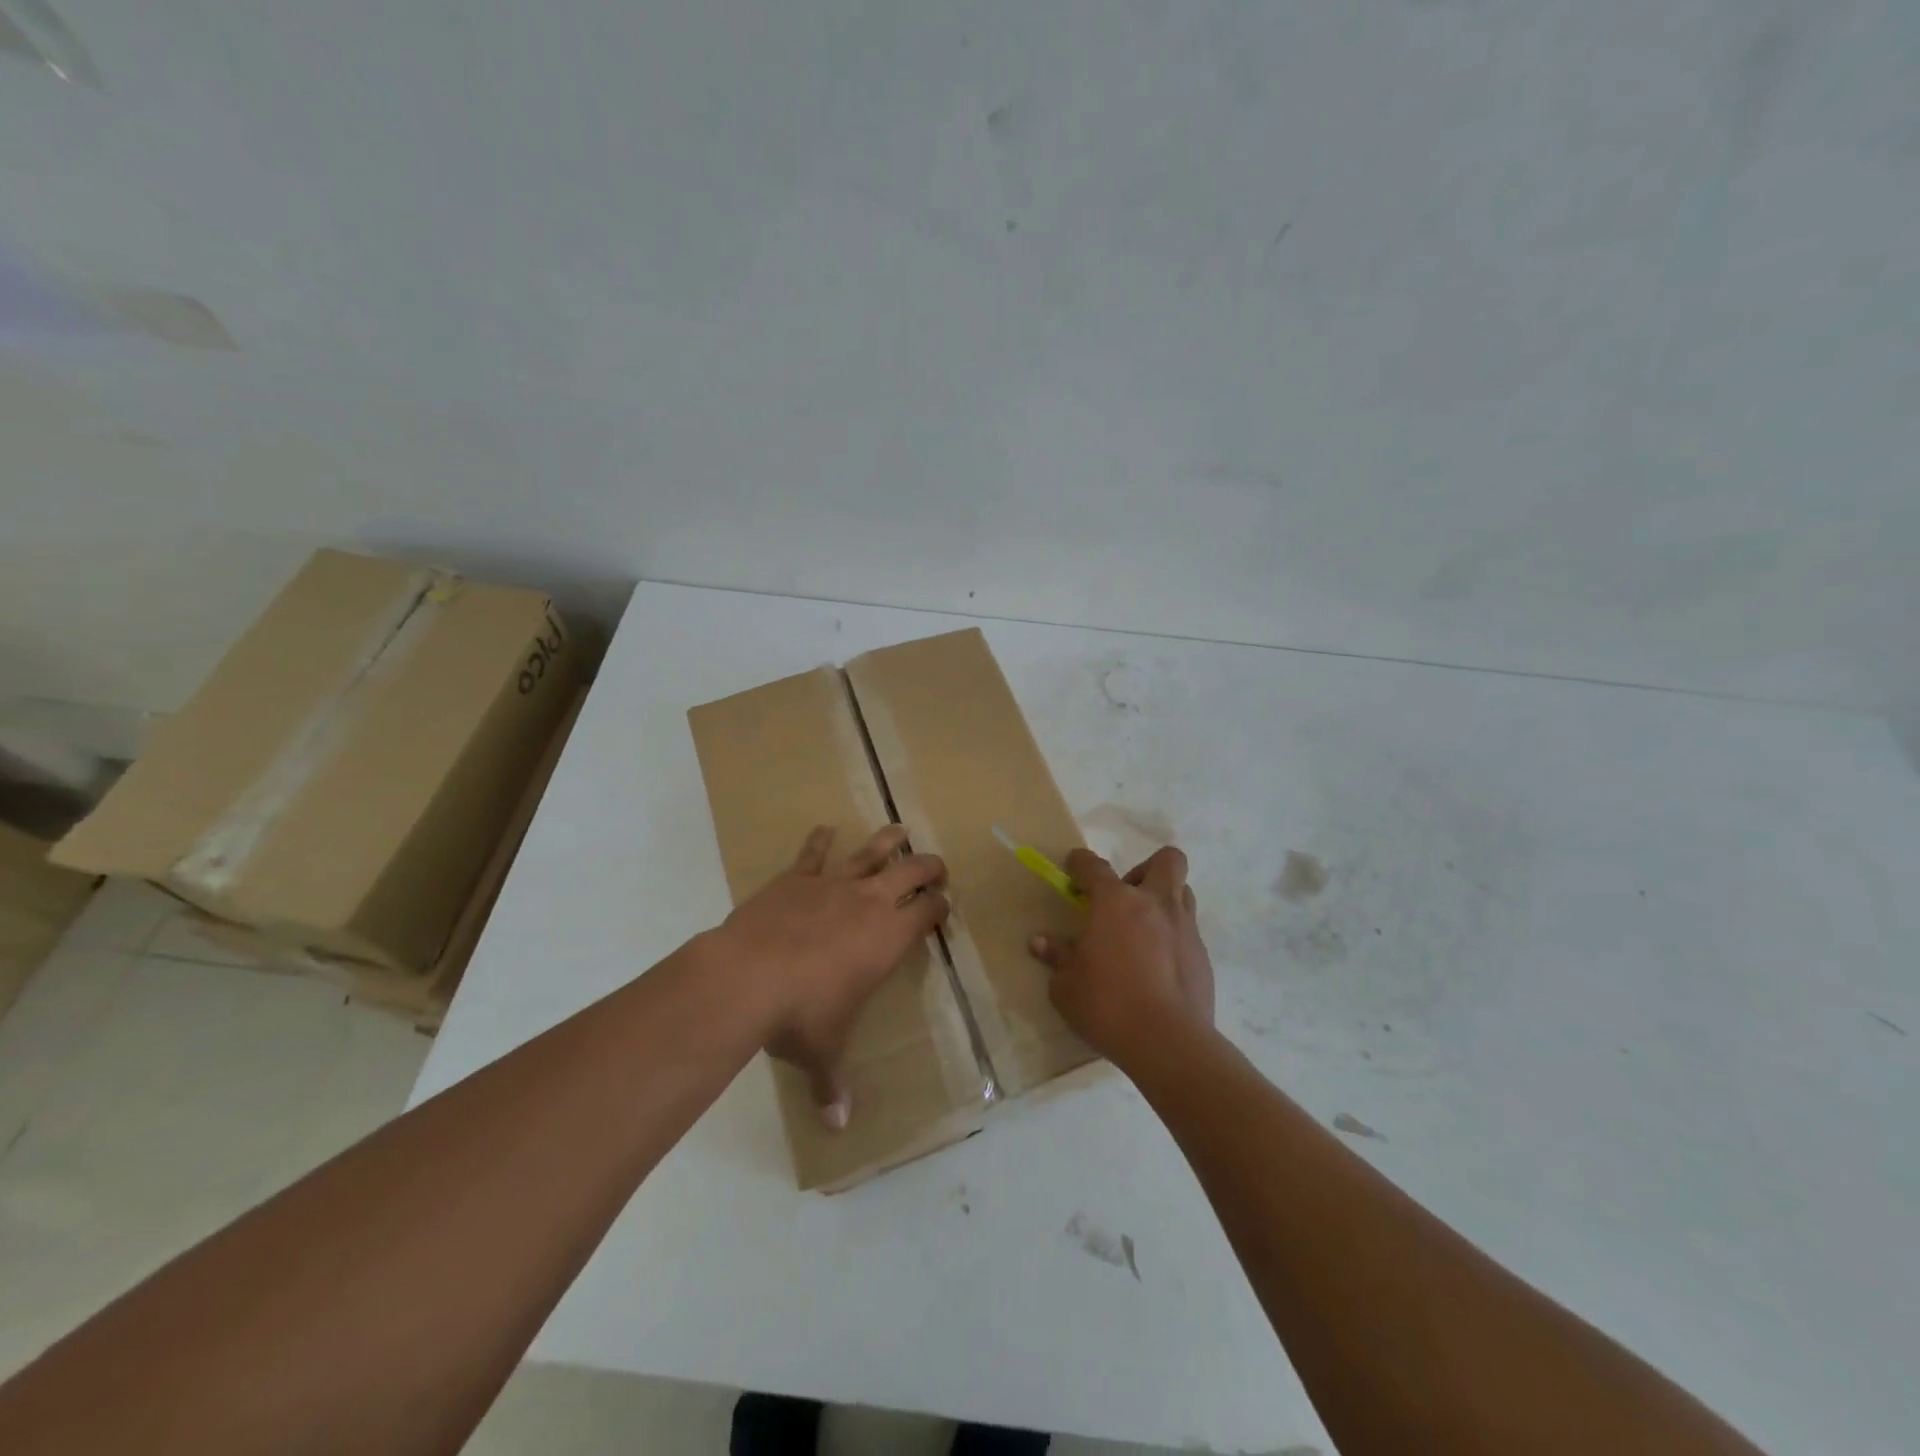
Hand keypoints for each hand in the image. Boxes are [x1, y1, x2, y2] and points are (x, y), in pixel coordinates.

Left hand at [714, 824, 947, 1126]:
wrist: (747, 976)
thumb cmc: (800, 1016)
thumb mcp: (822, 1053)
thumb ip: (832, 1085)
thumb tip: (838, 1128)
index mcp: (889, 938)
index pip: (928, 912)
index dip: (940, 906)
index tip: (945, 905)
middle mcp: (869, 902)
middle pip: (912, 871)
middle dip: (929, 866)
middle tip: (936, 867)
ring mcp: (832, 884)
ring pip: (870, 851)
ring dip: (888, 840)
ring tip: (900, 829)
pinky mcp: (795, 878)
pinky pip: (812, 853)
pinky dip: (819, 840)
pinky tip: (824, 828)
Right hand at [1030, 845, 1214, 1064]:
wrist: (1169, 1043)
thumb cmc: (1108, 1005)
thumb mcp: (1067, 986)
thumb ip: (1057, 957)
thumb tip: (1041, 942)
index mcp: (1116, 902)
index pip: (1094, 866)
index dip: (1080, 863)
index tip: (1073, 869)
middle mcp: (1155, 904)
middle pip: (1167, 860)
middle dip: (1145, 868)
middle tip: (1126, 896)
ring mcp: (1184, 928)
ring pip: (1183, 892)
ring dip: (1163, 901)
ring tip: (1143, 930)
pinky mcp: (1202, 957)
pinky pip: (1188, 932)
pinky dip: (1173, 938)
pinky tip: (1157, 967)